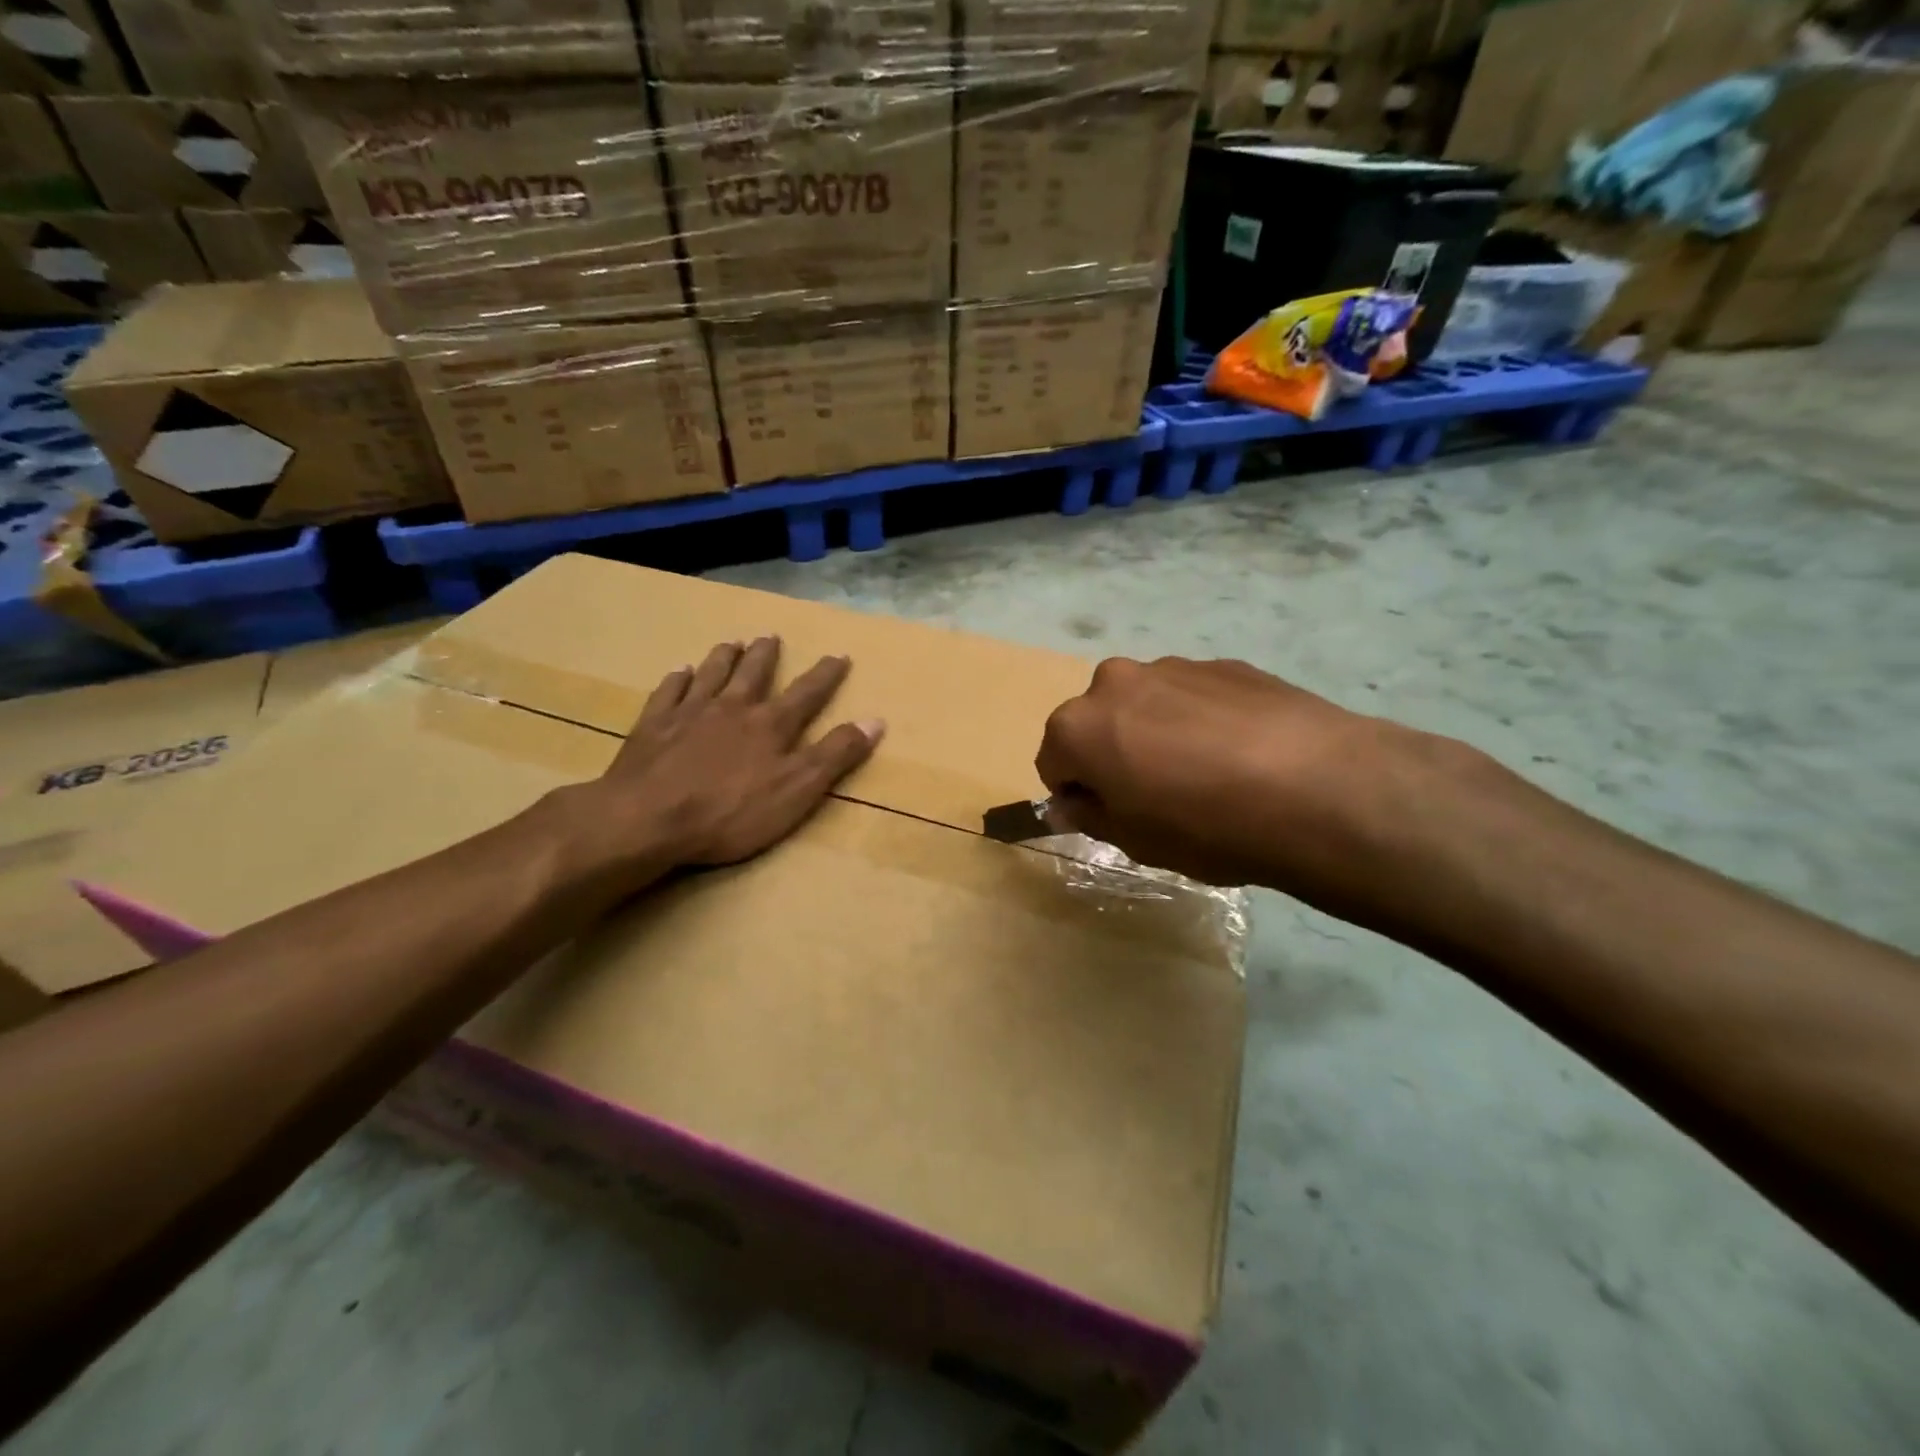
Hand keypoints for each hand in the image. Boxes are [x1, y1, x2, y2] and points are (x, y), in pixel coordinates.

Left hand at [550, 636, 882, 886]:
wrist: (648, 818)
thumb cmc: (731, 811)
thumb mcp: (798, 791)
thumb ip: (835, 755)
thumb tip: (874, 720)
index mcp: (770, 725)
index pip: (806, 694)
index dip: (825, 675)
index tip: (839, 655)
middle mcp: (732, 708)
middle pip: (753, 674)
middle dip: (766, 655)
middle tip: (771, 636)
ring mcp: (689, 713)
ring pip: (711, 674)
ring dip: (724, 657)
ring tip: (732, 642)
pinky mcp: (653, 726)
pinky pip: (668, 692)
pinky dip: (677, 679)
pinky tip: (679, 671)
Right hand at [1037, 657, 1482, 918]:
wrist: (1317, 788)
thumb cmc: (1205, 826)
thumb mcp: (1135, 841)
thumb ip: (1089, 815)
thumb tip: (1066, 804)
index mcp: (1079, 725)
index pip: (1053, 760)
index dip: (1077, 793)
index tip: (1111, 816)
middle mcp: (1115, 681)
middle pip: (1096, 722)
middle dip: (1113, 753)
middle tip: (1157, 795)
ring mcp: (1173, 666)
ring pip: (1145, 704)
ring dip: (1156, 732)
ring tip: (1207, 774)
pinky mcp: (1224, 663)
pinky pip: (1192, 696)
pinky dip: (1200, 720)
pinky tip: (1241, 754)